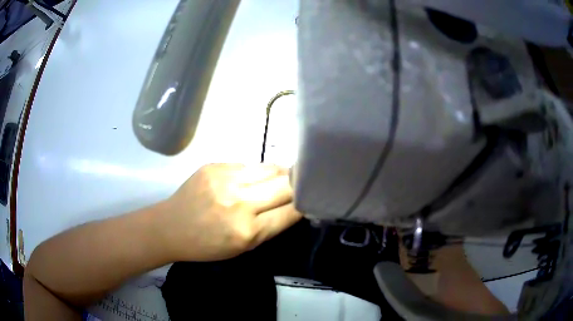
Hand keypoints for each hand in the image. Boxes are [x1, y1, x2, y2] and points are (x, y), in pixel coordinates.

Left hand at [158, 163, 302, 261]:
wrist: (171, 226)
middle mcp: (239, 202)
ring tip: (284, 176)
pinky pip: (248, 165)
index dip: (304, 204)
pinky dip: (256, 172)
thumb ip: (269, 227)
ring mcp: (226, 179)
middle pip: (285, 185)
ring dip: (281, 173)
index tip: (311, 199)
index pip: (290, 212)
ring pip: (270, 168)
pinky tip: (253, 177)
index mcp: (247, 231)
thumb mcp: (242, 247)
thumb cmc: (207, 245)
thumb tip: (293, 205)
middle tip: (302, 183)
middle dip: (297, 185)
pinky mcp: (215, 165)